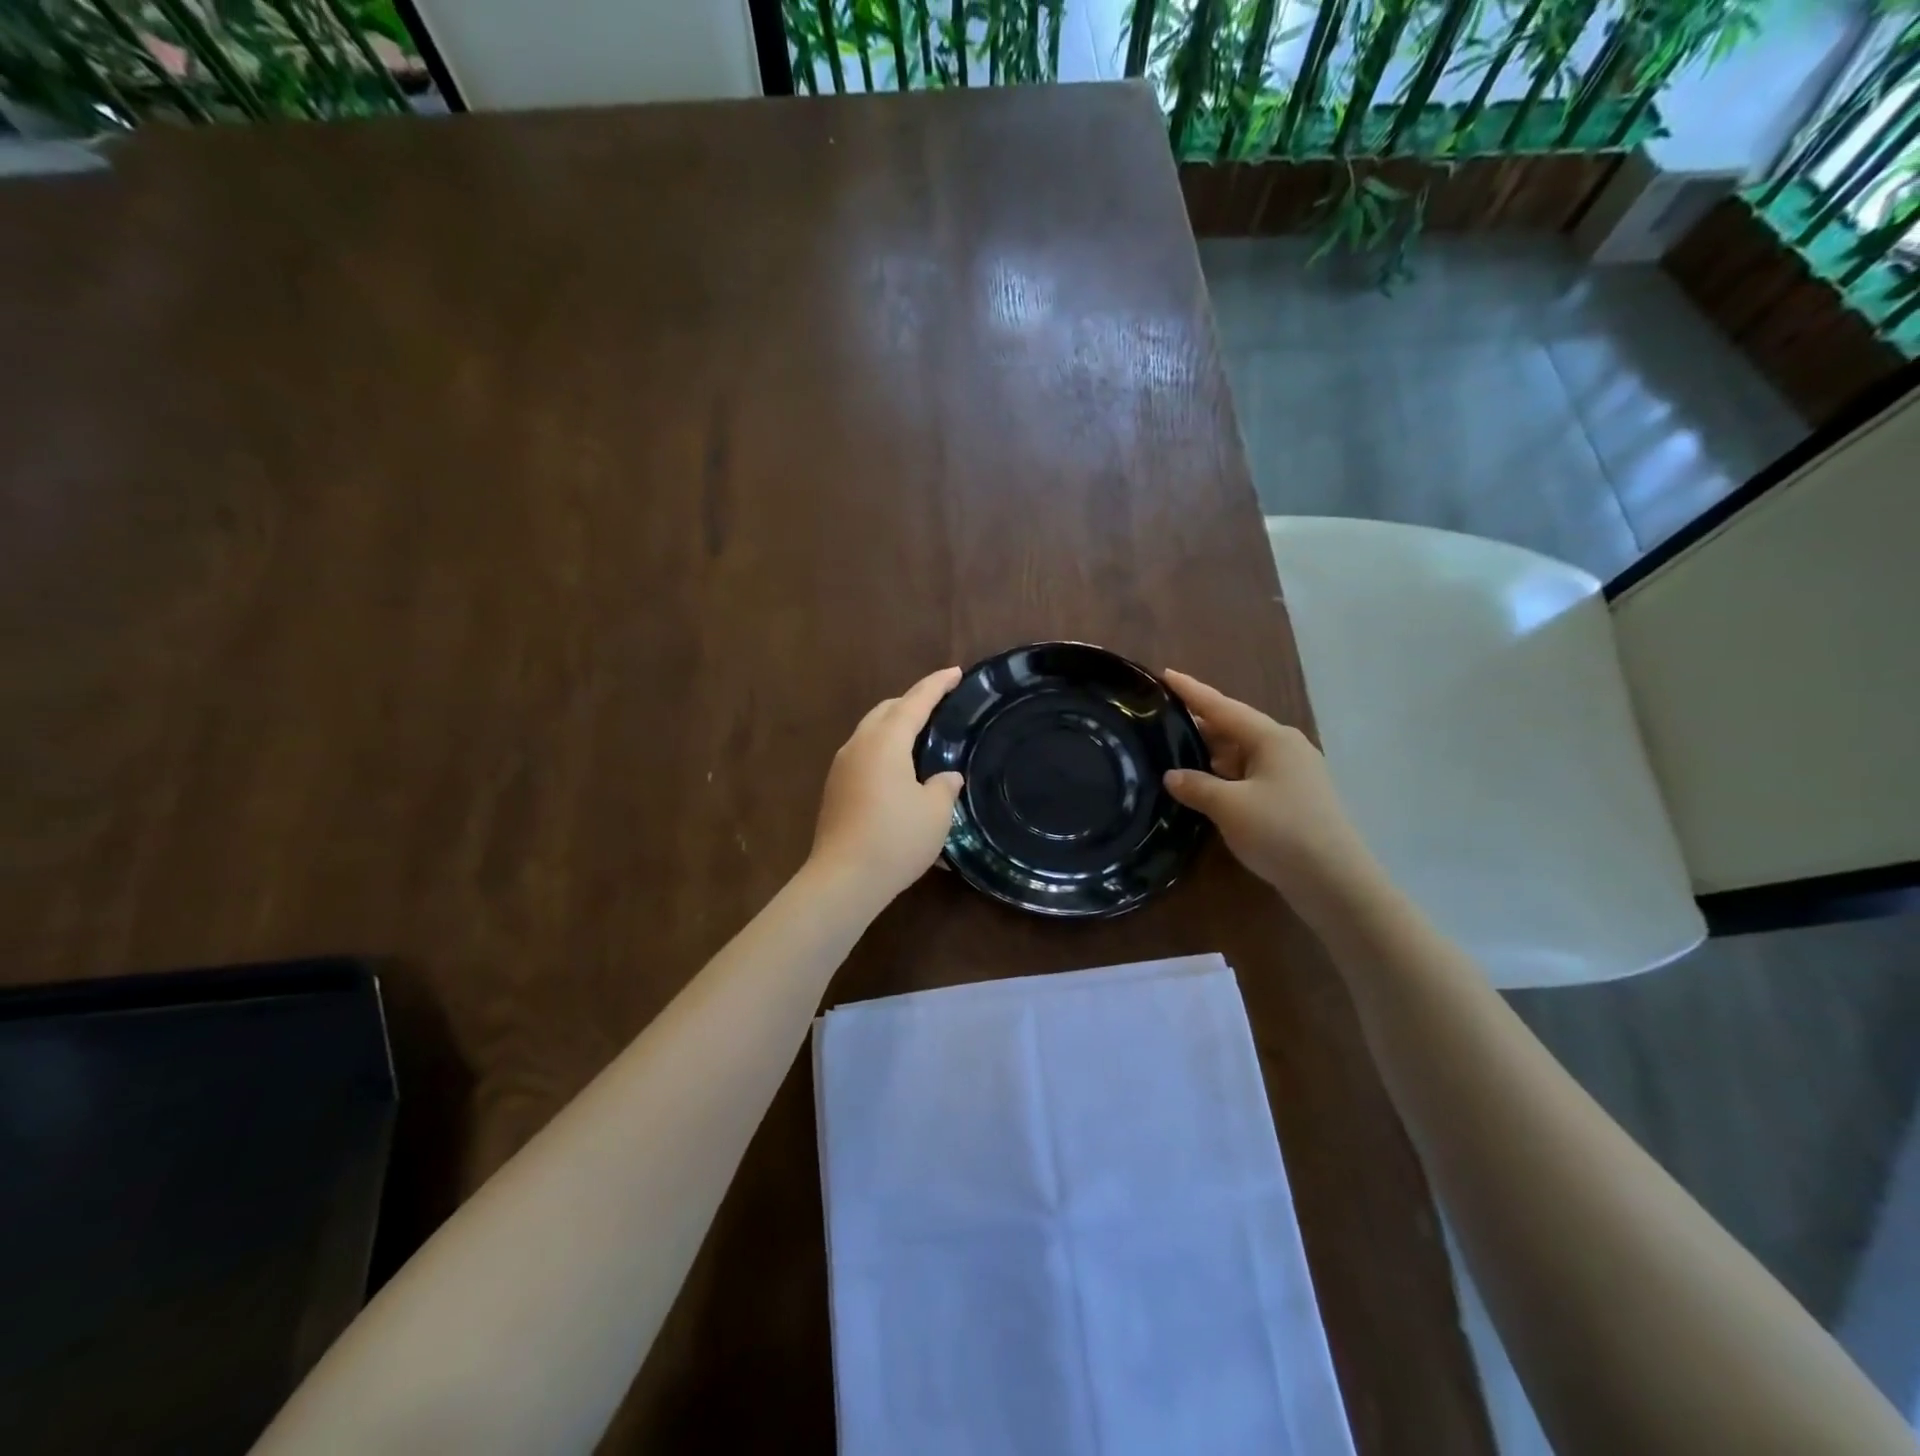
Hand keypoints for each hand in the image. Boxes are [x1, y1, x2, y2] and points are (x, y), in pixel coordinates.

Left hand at [807, 667, 965, 911]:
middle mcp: (859, 745)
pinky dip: (884, 751)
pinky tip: (899, 773)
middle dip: (912, 703)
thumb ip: (944, 786)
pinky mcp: (834, 790)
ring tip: (920, 738)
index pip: (915, 702)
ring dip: (894, 728)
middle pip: (886, 711)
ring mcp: (841, 767)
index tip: (955, 672)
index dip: (937, 685)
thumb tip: (945, 777)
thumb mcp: (935, 812)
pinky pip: (863, 756)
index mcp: (885, 741)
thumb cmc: (895, 839)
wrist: (843, 879)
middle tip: (938, 706)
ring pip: (871, 733)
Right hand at [1161, 670, 1377, 908]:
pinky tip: (1204, 788)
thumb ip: (1196, 786)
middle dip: (1199, 726)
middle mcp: (1284, 748)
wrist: (1334, 881)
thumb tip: (1172, 776)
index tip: (1166, 674)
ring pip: (1241, 755)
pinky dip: (1225, 778)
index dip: (1192, 691)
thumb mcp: (1229, 806)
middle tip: (1161, 720)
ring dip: (1210, 756)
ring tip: (1173, 754)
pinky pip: (1250, 776)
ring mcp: (1293, 774)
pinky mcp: (1294, 799)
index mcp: (1271, 738)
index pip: (1222, 707)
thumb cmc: (1281, 832)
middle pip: (1233, 729)